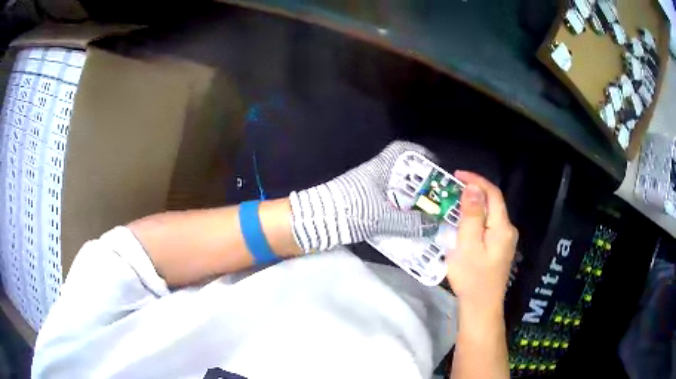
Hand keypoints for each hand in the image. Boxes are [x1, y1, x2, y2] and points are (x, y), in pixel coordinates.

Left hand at [289, 141, 436, 251]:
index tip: (435, 164)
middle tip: (435, 197)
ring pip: (394, 190)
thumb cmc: (350, 210)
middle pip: (401, 172)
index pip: (401, 150)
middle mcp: (374, 175)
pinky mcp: (362, 204)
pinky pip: (386, 204)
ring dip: (409, 200)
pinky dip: (398, 212)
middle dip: (420, 183)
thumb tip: (433, 225)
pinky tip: (406, 224)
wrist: (317, 221)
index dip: (419, 153)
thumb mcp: (382, 217)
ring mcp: (367, 190)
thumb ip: (409, 222)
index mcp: (379, 169)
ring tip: (426, 214)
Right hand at [446, 171, 517, 310]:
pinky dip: (476, 220)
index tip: (457, 175)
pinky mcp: (499, 250)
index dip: (476, 180)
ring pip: (490, 215)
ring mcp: (505, 242)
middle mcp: (508, 231)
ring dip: (474, 206)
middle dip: (474, 192)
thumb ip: (472, 215)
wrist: (481, 307)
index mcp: (502, 227)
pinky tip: (464, 227)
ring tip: (455, 206)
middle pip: (493, 203)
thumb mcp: (468, 244)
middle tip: (452, 190)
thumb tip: (473, 188)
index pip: (493, 194)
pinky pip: (488, 227)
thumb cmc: (472, 277)